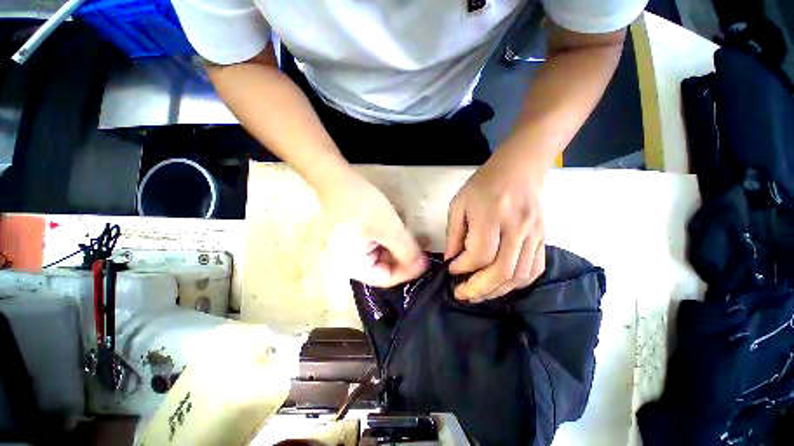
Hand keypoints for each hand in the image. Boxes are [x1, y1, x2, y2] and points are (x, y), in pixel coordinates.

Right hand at [318, 172, 427, 286]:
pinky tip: (400, 233)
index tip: (425, 261)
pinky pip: (377, 247)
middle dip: (404, 259)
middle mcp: (351, 263)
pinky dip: (391, 242)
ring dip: (399, 249)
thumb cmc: (361, 204)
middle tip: (422, 250)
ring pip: (382, 257)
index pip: (386, 278)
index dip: (407, 271)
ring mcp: (353, 251)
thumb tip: (422, 267)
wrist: (338, 179)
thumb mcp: (388, 228)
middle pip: (384, 268)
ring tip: (414, 241)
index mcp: (353, 266)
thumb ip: (406, 250)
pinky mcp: (356, 239)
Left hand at [444, 150, 546, 301]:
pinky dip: (517, 283)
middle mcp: (517, 227)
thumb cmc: (482, 185)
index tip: (452, 270)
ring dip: (497, 291)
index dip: (463, 268)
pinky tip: (501, 284)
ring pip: (519, 275)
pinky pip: (534, 270)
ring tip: (479, 294)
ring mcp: (534, 234)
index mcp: (491, 215)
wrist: (519, 168)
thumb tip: (452, 260)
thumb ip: (454, 234)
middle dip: (479, 289)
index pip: (480, 254)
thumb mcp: (459, 205)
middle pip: (502, 271)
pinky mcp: (543, 238)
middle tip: (462, 294)